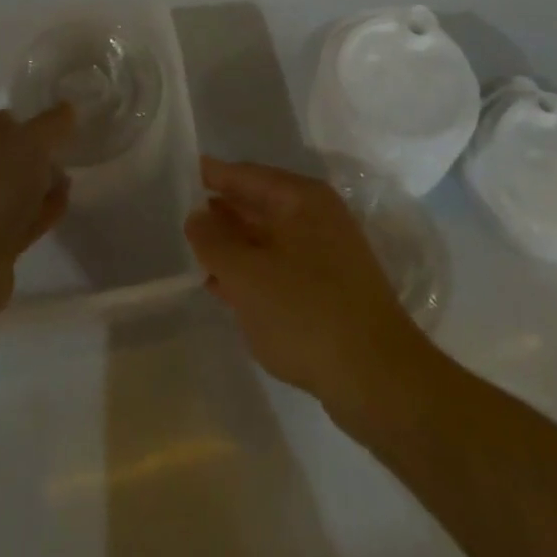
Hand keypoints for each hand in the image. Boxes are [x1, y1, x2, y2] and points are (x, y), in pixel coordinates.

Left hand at [0, 105, 73, 319]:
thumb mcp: (27, 144)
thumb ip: (51, 124)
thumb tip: (67, 109)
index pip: (1, 120)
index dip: (32, 118)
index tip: (64, 122)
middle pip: (8, 156)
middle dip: (40, 154)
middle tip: (69, 151)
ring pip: (14, 190)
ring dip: (42, 184)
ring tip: (70, 179)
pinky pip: (19, 220)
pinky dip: (40, 211)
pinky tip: (63, 205)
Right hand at [184, 157, 425, 410]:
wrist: (378, 381)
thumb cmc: (306, 313)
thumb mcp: (247, 276)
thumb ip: (214, 242)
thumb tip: (196, 216)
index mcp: (301, 198)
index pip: (246, 175)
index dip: (212, 175)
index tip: (178, 174)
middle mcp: (316, 217)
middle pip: (258, 204)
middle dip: (221, 212)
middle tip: (179, 216)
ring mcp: (326, 255)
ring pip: (267, 239)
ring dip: (233, 245)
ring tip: (194, 252)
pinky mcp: (328, 291)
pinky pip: (278, 269)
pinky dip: (251, 273)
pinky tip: (223, 287)